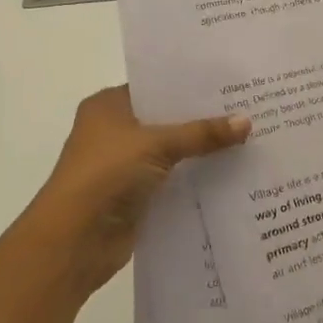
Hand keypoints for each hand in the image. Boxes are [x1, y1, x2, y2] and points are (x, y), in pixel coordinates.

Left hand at [29, 87, 249, 294]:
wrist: (74, 241)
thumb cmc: (106, 175)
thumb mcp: (157, 144)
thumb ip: (201, 133)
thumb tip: (247, 122)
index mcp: (108, 106)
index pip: (155, 86)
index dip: (189, 85)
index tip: (229, 82)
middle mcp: (114, 131)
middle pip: (166, 119)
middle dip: (202, 118)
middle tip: (248, 107)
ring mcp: (125, 165)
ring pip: (172, 151)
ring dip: (202, 150)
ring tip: (249, 137)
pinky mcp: (136, 196)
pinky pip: (174, 179)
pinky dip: (196, 177)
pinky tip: (232, 171)